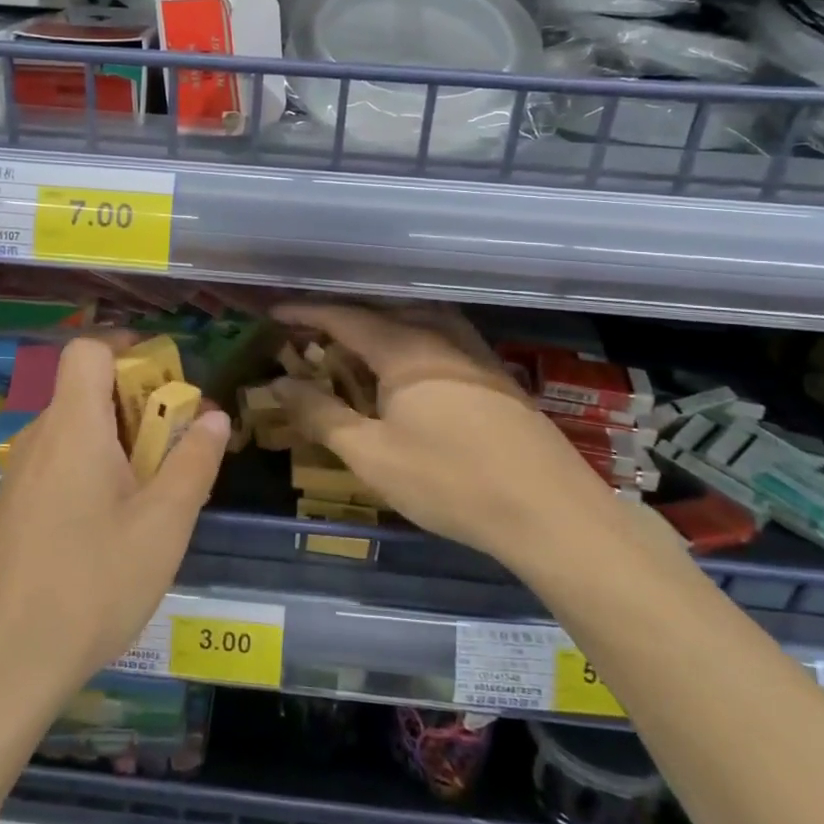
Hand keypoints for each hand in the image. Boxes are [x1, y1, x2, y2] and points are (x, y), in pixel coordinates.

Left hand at [0, 337, 229, 705]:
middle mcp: (40, 438)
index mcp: (73, 425)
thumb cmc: (91, 585)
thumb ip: (193, 462)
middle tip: (175, 450)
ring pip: (77, 431)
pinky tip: (115, 528)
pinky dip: (94, 471)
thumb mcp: (163, 525)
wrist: (1, 666)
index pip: (88, 350)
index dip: (127, 349)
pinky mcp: (14, 509)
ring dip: (120, 443)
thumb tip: (213, 415)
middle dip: (138, 405)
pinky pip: (61, 464)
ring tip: (154, 496)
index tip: (167, 379)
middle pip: (87, 390)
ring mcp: (21, 475)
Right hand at [270, 303, 615, 565]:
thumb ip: (320, 414)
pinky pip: (439, 337)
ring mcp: (473, 352)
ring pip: (415, 320)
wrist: (549, 511)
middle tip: (309, 333)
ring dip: (378, 325)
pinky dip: (408, 339)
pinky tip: (408, 369)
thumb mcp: (371, 455)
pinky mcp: (494, 374)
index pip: (344, 317)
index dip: (305, 312)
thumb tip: (278, 382)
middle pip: (380, 312)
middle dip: (340, 317)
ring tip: (355, 346)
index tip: (275, 313)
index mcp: (404, 348)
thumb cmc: (449, 481)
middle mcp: (440, 336)